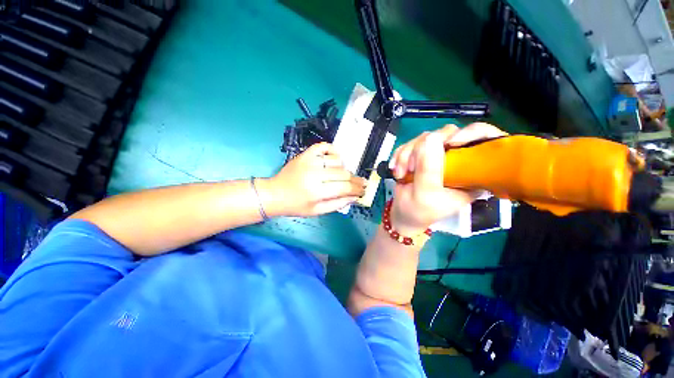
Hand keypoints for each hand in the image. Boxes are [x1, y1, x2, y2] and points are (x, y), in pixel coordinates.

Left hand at [270, 143, 366, 216]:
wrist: (275, 193)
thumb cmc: (296, 206)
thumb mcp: (317, 211)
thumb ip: (337, 204)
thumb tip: (355, 197)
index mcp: (316, 191)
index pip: (344, 188)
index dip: (357, 189)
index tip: (364, 190)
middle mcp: (314, 174)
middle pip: (343, 173)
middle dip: (354, 180)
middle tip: (359, 184)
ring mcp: (309, 161)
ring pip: (337, 160)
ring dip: (343, 168)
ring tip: (342, 175)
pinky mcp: (305, 154)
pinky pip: (324, 146)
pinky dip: (332, 150)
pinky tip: (334, 159)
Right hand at [388, 123, 506, 233]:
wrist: (403, 213)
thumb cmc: (419, 210)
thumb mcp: (425, 193)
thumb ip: (429, 169)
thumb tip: (431, 138)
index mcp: (471, 173)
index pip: (484, 141)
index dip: (471, 134)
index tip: (450, 143)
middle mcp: (456, 160)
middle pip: (447, 134)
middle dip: (421, 149)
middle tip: (410, 168)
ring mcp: (437, 155)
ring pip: (424, 138)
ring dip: (406, 155)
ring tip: (400, 173)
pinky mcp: (421, 154)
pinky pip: (411, 143)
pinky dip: (400, 155)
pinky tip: (396, 169)